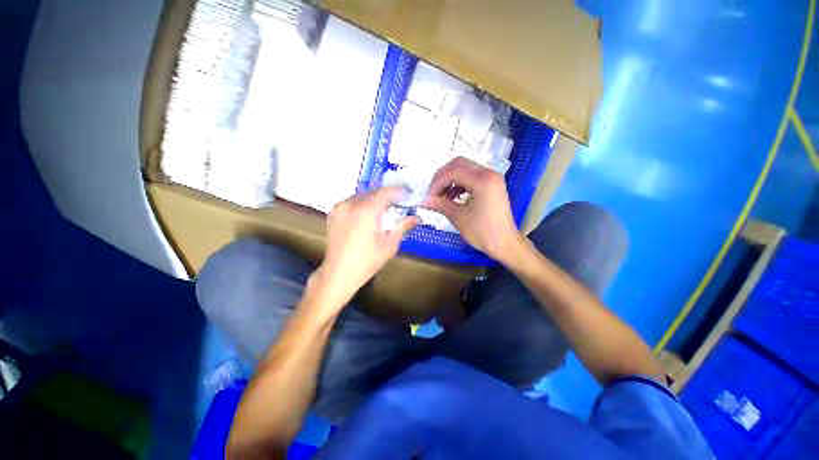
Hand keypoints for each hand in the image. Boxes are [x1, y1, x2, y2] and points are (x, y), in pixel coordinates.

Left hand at [313, 187, 419, 306]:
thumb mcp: (389, 245)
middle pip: (373, 192)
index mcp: (366, 211)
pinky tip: (367, 215)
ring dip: (374, 200)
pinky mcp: (333, 213)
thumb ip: (403, 226)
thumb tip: (418, 218)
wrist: (339, 274)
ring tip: (383, 210)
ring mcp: (339, 207)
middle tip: (398, 204)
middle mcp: (351, 204)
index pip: (386, 192)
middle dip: (387, 196)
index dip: (399, 190)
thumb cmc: (367, 261)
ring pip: (362, 196)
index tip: (408, 193)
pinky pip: (351, 202)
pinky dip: (362, 204)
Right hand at [422, 157, 522, 260]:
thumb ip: (439, 204)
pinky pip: (471, 176)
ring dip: (450, 179)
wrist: (505, 244)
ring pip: (464, 169)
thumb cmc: (483, 232)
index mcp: (482, 180)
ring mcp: (492, 178)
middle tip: (433, 193)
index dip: (437, 183)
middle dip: (442, 177)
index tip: (428, 197)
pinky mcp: (491, 184)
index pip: (452, 171)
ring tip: (442, 196)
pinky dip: (459, 183)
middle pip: (458, 164)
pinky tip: (453, 197)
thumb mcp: (458, 217)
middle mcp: (489, 173)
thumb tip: (423, 201)